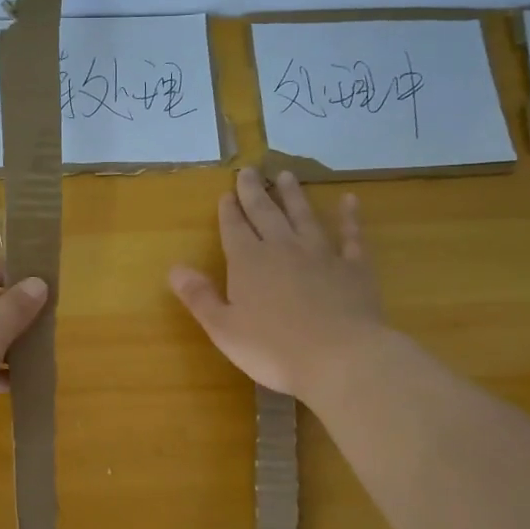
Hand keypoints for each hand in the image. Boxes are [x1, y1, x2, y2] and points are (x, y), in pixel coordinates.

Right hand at [169, 168, 384, 400]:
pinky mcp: (354, 268)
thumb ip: (199, 296)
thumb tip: (175, 268)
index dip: (229, 211)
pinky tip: (349, 201)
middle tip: (249, 170)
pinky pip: (351, 236)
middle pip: (266, 214)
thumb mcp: (223, 328)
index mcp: (248, 263)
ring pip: (304, 217)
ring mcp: (321, 255)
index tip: (226, 193)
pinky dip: (349, 217)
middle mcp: (283, 248)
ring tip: (286, 175)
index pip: (234, 229)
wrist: (340, 357)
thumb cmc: (273, 349)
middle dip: (254, 193)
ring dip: (293, 196)